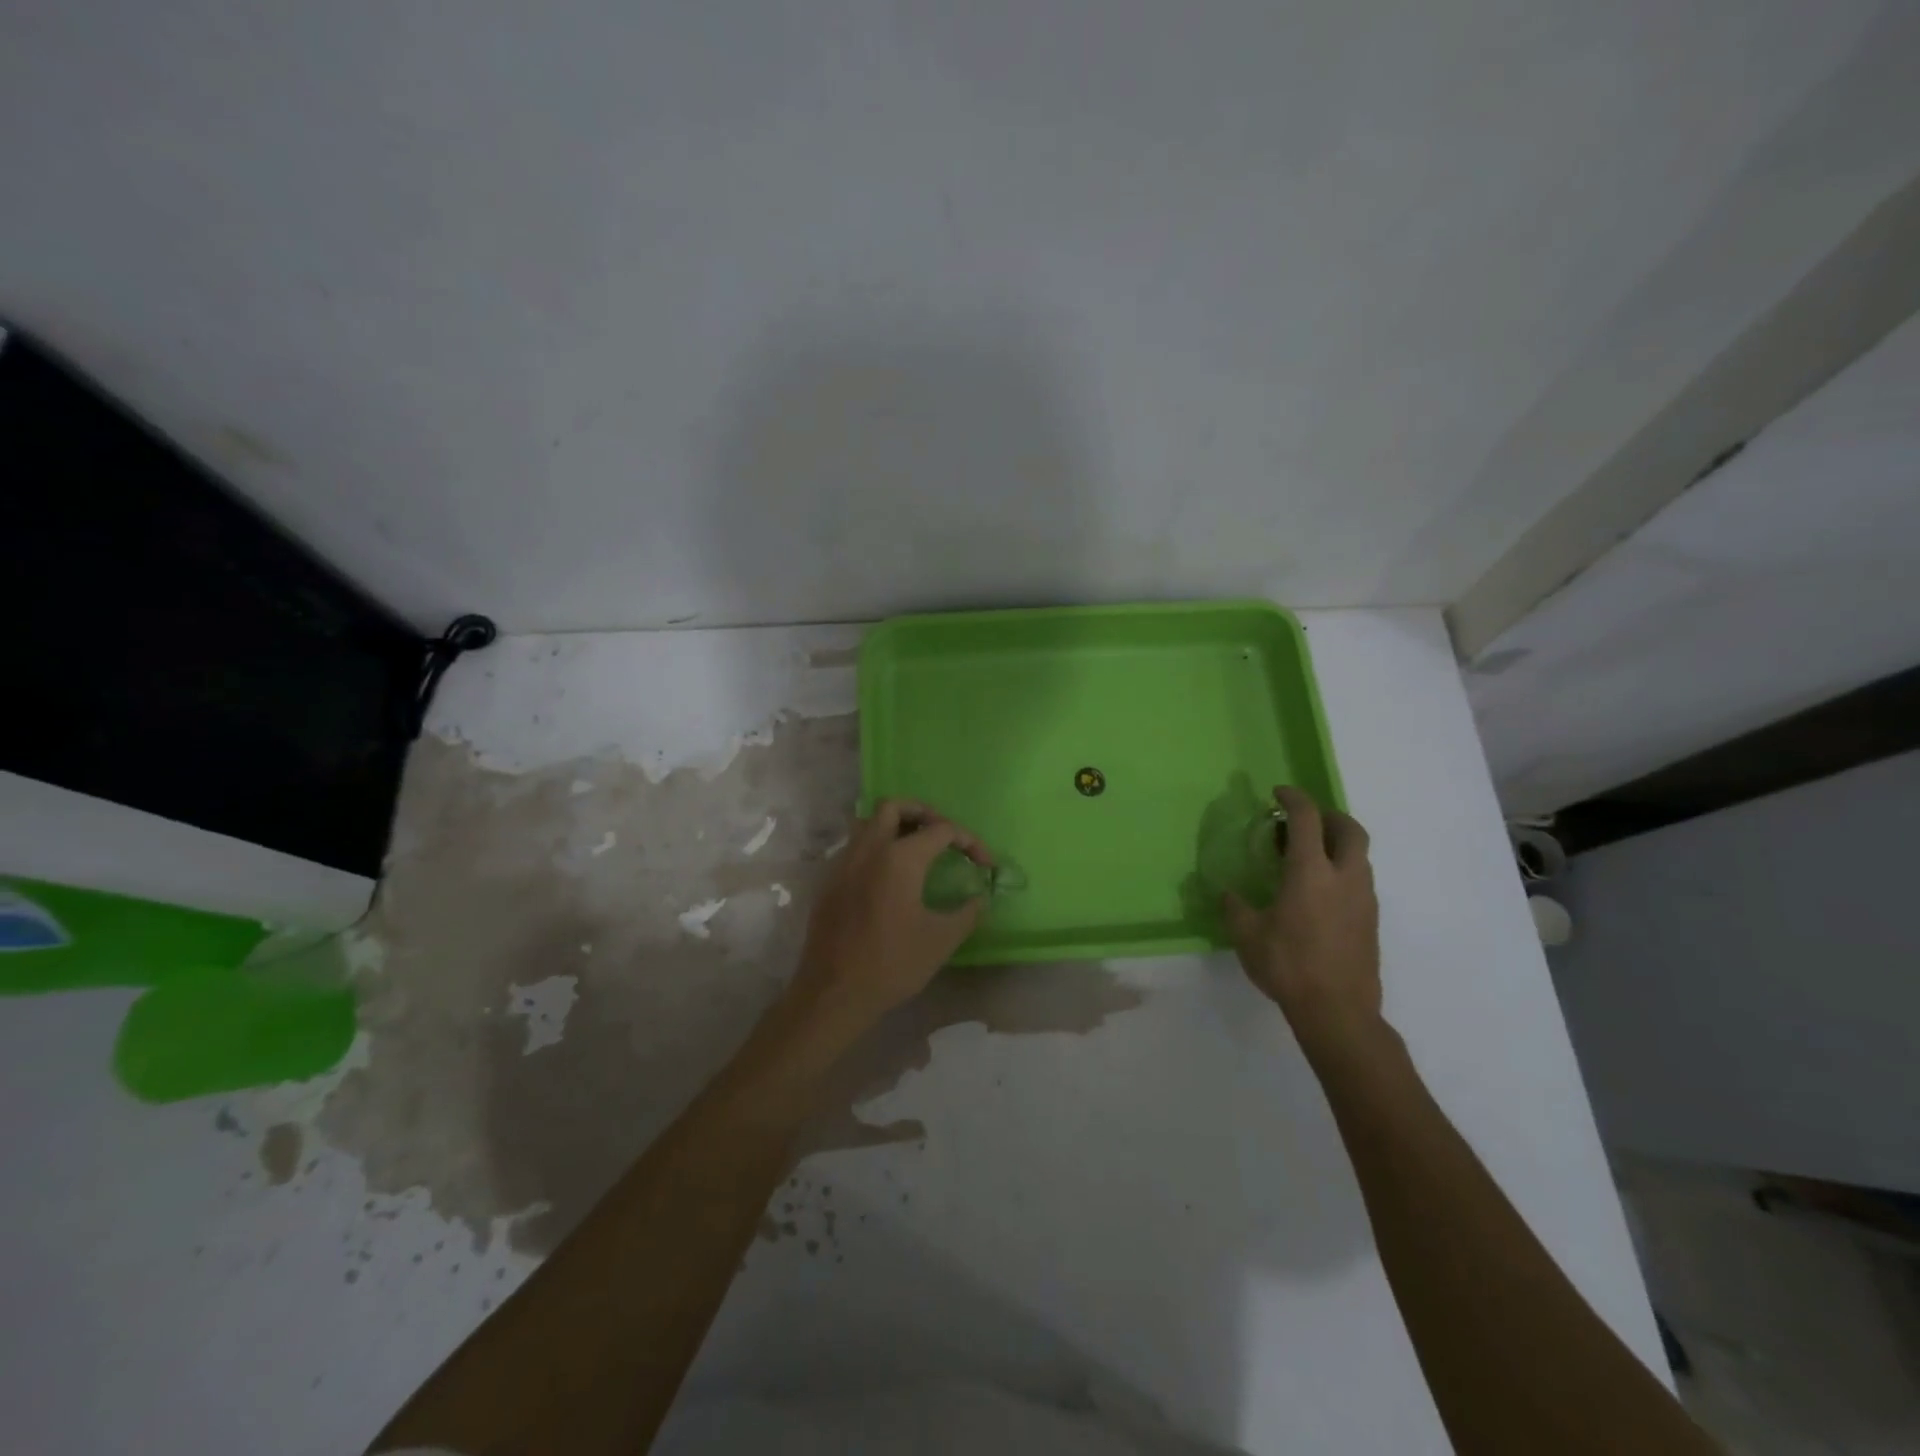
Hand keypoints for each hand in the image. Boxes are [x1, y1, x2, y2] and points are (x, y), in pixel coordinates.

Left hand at [788, 799, 991, 1027]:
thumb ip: (967, 912)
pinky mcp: (829, 881)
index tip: (985, 864)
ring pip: (868, 822)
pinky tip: (889, 877)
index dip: (970, 842)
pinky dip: (876, 847)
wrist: (834, 993)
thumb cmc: (892, 964)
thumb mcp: (941, 940)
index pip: (942, 830)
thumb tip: (980, 897)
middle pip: (894, 806)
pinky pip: (854, 847)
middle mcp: (869, 849)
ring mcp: (843, 862)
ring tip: (917, 849)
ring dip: (895, 826)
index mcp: (900, 858)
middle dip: (923, 813)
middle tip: (943, 836)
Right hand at [1223, 786, 1381, 1048]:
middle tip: (1305, 821)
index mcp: (1311, 872)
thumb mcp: (1247, 935)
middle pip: (1350, 830)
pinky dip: (1342, 870)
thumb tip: (1228, 894)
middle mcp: (1344, 877)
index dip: (1294, 799)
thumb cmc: (1288, 966)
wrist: (1339, 1012)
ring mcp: (1364, 900)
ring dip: (1338, 844)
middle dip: (1329, 816)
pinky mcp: (1371, 921)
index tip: (1278, 793)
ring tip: (1309, 856)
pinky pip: (1360, 880)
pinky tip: (1319, 892)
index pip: (1307, 819)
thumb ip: (1235, 908)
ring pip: (1359, 856)